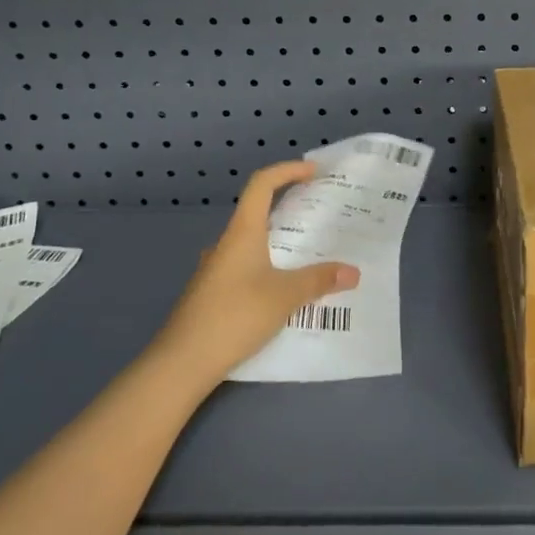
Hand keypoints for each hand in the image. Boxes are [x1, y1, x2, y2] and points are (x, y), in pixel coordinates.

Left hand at [149, 161, 358, 390]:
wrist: (181, 363)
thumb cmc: (235, 316)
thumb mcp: (285, 296)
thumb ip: (319, 280)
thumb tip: (353, 272)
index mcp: (243, 232)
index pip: (262, 184)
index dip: (287, 171)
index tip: (313, 172)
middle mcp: (226, 244)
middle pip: (258, 212)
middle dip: (289, 209)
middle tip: (319, 216)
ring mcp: (215, 270)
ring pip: (252, 244)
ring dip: (278, 243)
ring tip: (308, 256)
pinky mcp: (211, 294)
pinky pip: (245, 269)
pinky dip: (267, 269)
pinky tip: (283, 293)